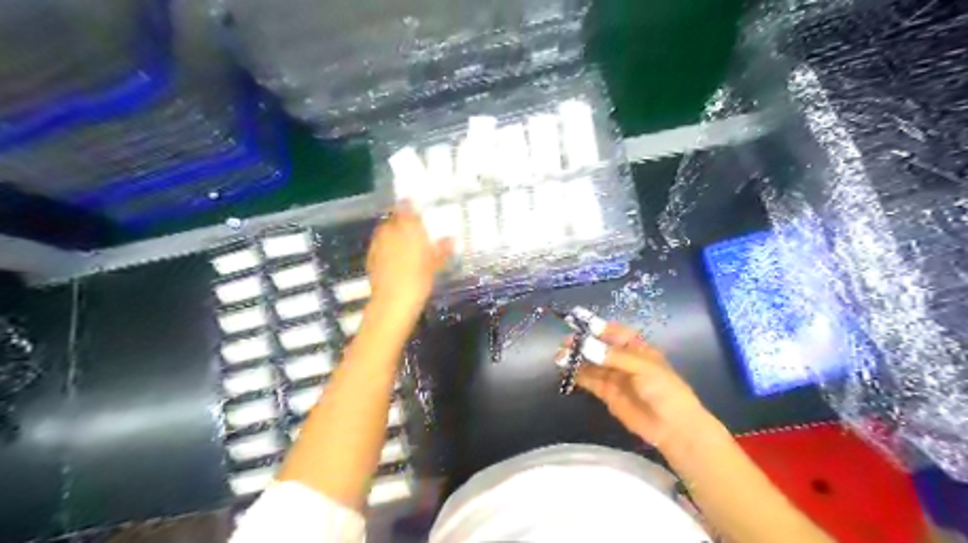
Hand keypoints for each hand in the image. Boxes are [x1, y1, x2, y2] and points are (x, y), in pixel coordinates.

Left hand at [368, 204, 453, 320]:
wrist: (393, 300)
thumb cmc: (419, 278)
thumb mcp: (436, 263)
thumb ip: (443, 248)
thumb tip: (452, 239)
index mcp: (408, 227)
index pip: (406, 207)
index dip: (409, 205)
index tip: (414, 205)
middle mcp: (390, 230)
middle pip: (393, 219)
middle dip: (401, 221)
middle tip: (413, 228)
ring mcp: (378, 243)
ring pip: (385, 232)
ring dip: (393, 233)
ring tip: (404, 243)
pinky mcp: (370, 257)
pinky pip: (380, 245)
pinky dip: (386, 247)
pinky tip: (394, 257)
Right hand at [565, 326, 712, 454]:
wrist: (672, 426)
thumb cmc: (664, 389)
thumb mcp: (642, 367)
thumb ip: (613, 356)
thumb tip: (585, 346)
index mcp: (635, 347)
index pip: (613, 331)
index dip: (596, 325)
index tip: (577, 320)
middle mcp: (622, 359)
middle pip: (598, 346)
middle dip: (581, 343)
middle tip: (565, 343)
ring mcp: (613, 376)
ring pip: (590, 363)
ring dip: (576, 358)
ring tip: (559, 357)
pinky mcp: (606, 393)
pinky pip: (588, 380)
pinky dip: (577, 375)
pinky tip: (566, 371)